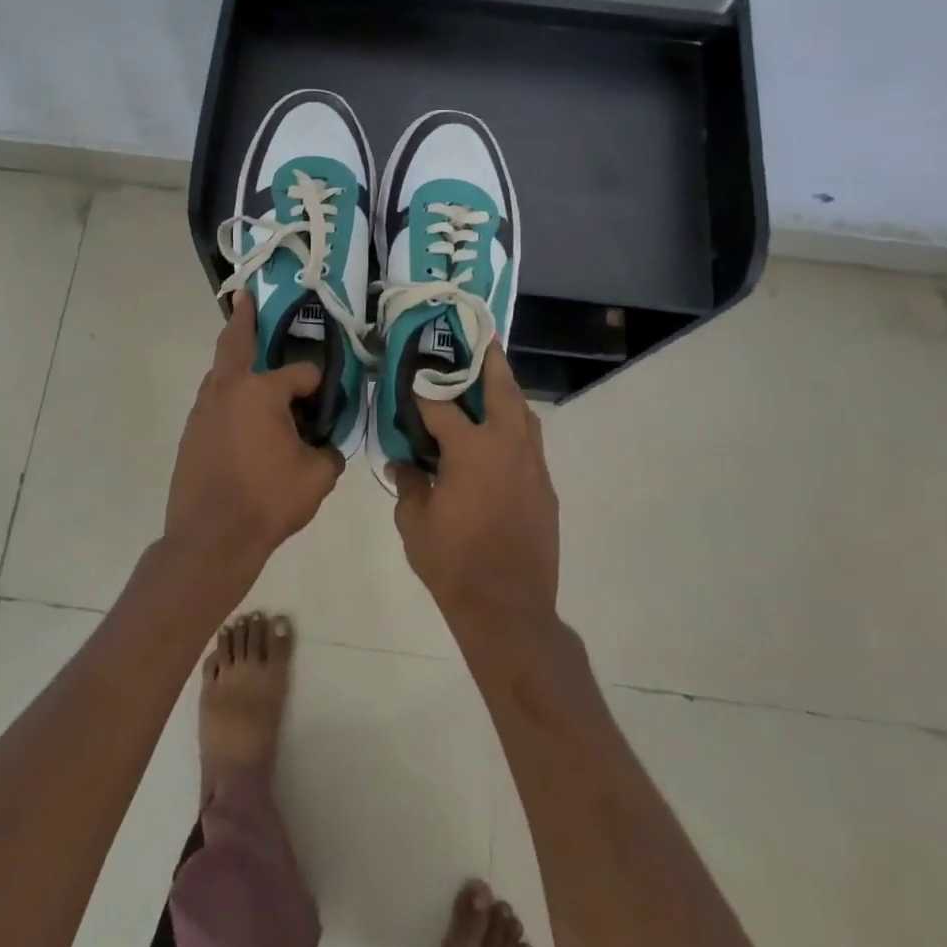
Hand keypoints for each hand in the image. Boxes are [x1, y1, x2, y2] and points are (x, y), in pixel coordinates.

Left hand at [164, 291, 345, 582]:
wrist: (209, 537)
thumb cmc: (267, 501)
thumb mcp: (317, 477)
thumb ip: (330, 452)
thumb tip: (330, 444)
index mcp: (262, 391)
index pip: (301, 373)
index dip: (320, 384)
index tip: (331, 399)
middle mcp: (228, 389)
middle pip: (236, 341)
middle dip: (243, 317)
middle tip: (244, 296)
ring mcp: (203, 409)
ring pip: (221, 372)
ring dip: (234, 358)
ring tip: (248, 354)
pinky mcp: (191, 432)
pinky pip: (214, 400)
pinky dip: (228, 394)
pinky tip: (241, 412)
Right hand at [388, 343, 559, 633]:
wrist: (508, 609)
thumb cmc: (454, 563)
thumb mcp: (414, 522)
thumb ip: (408, 482)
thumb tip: (402, 462)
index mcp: (472, 450)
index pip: (441, 405)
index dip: (421, 388)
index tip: (408, 373)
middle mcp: (507, 446)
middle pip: (501, 388)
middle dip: (488, 360)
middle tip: (478, 338)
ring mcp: (532, 465)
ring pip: (522, 412)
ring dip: (506, 391)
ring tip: (488, 379)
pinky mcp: (544, 486)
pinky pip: (529, 442)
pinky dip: (513, 426)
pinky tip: (497, 436)